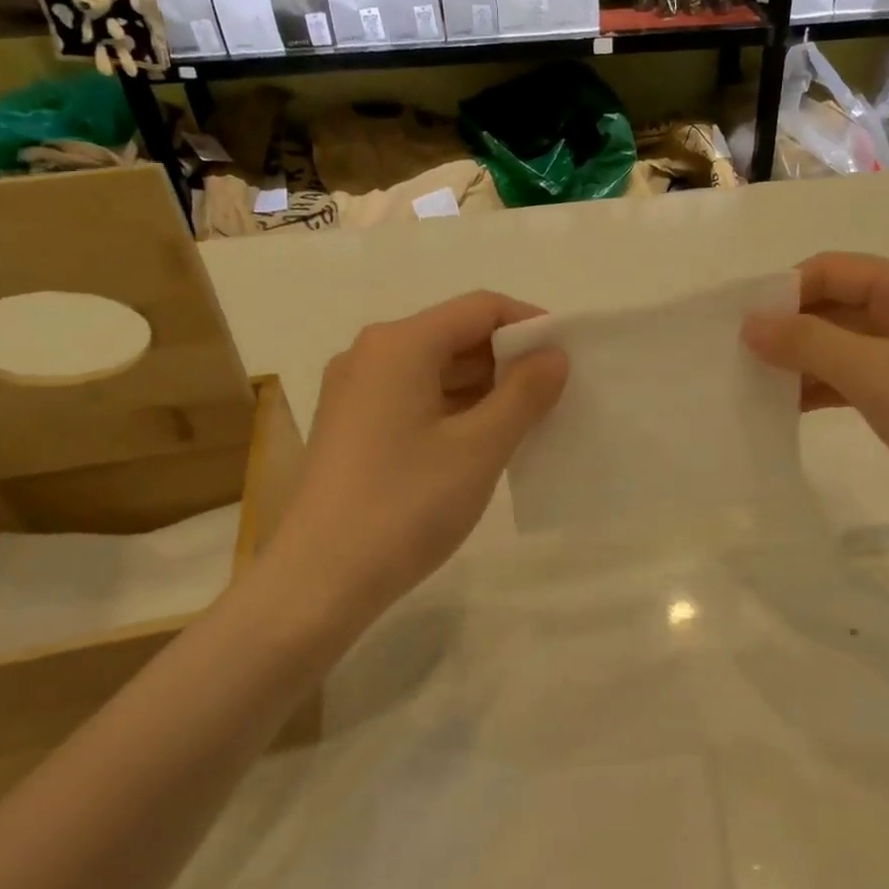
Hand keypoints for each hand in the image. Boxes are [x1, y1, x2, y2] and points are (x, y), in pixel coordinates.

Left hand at [259, 291, 567, 627]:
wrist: (320, 580)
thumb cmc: (405, 505)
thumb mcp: (479, 448)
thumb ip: (524, 393)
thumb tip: (553, 355)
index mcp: (400, 344)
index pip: (481, 308)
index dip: (530, 325)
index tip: (568, 359)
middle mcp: (371, 354)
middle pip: (455, 335)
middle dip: (509, 359)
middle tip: (556, 395)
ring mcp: (356, 392)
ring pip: (435, 370)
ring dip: (484, 388)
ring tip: (528, 422)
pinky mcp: (352, 427)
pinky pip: (415, 399)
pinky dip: (454, 410)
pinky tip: (483, 442)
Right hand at [743, 252, 888, 540]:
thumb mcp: (877, 374)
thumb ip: (809, 343)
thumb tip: (750, 323)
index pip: (833, 269)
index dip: (783, 291)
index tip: (737, 326)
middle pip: (839, 304)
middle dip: (789, 327)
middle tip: (737, 358)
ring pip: (847, 345)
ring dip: (804, 361)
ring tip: (754, 385)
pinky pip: (862, 378)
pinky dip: (827, 388)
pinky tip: (791, 408)